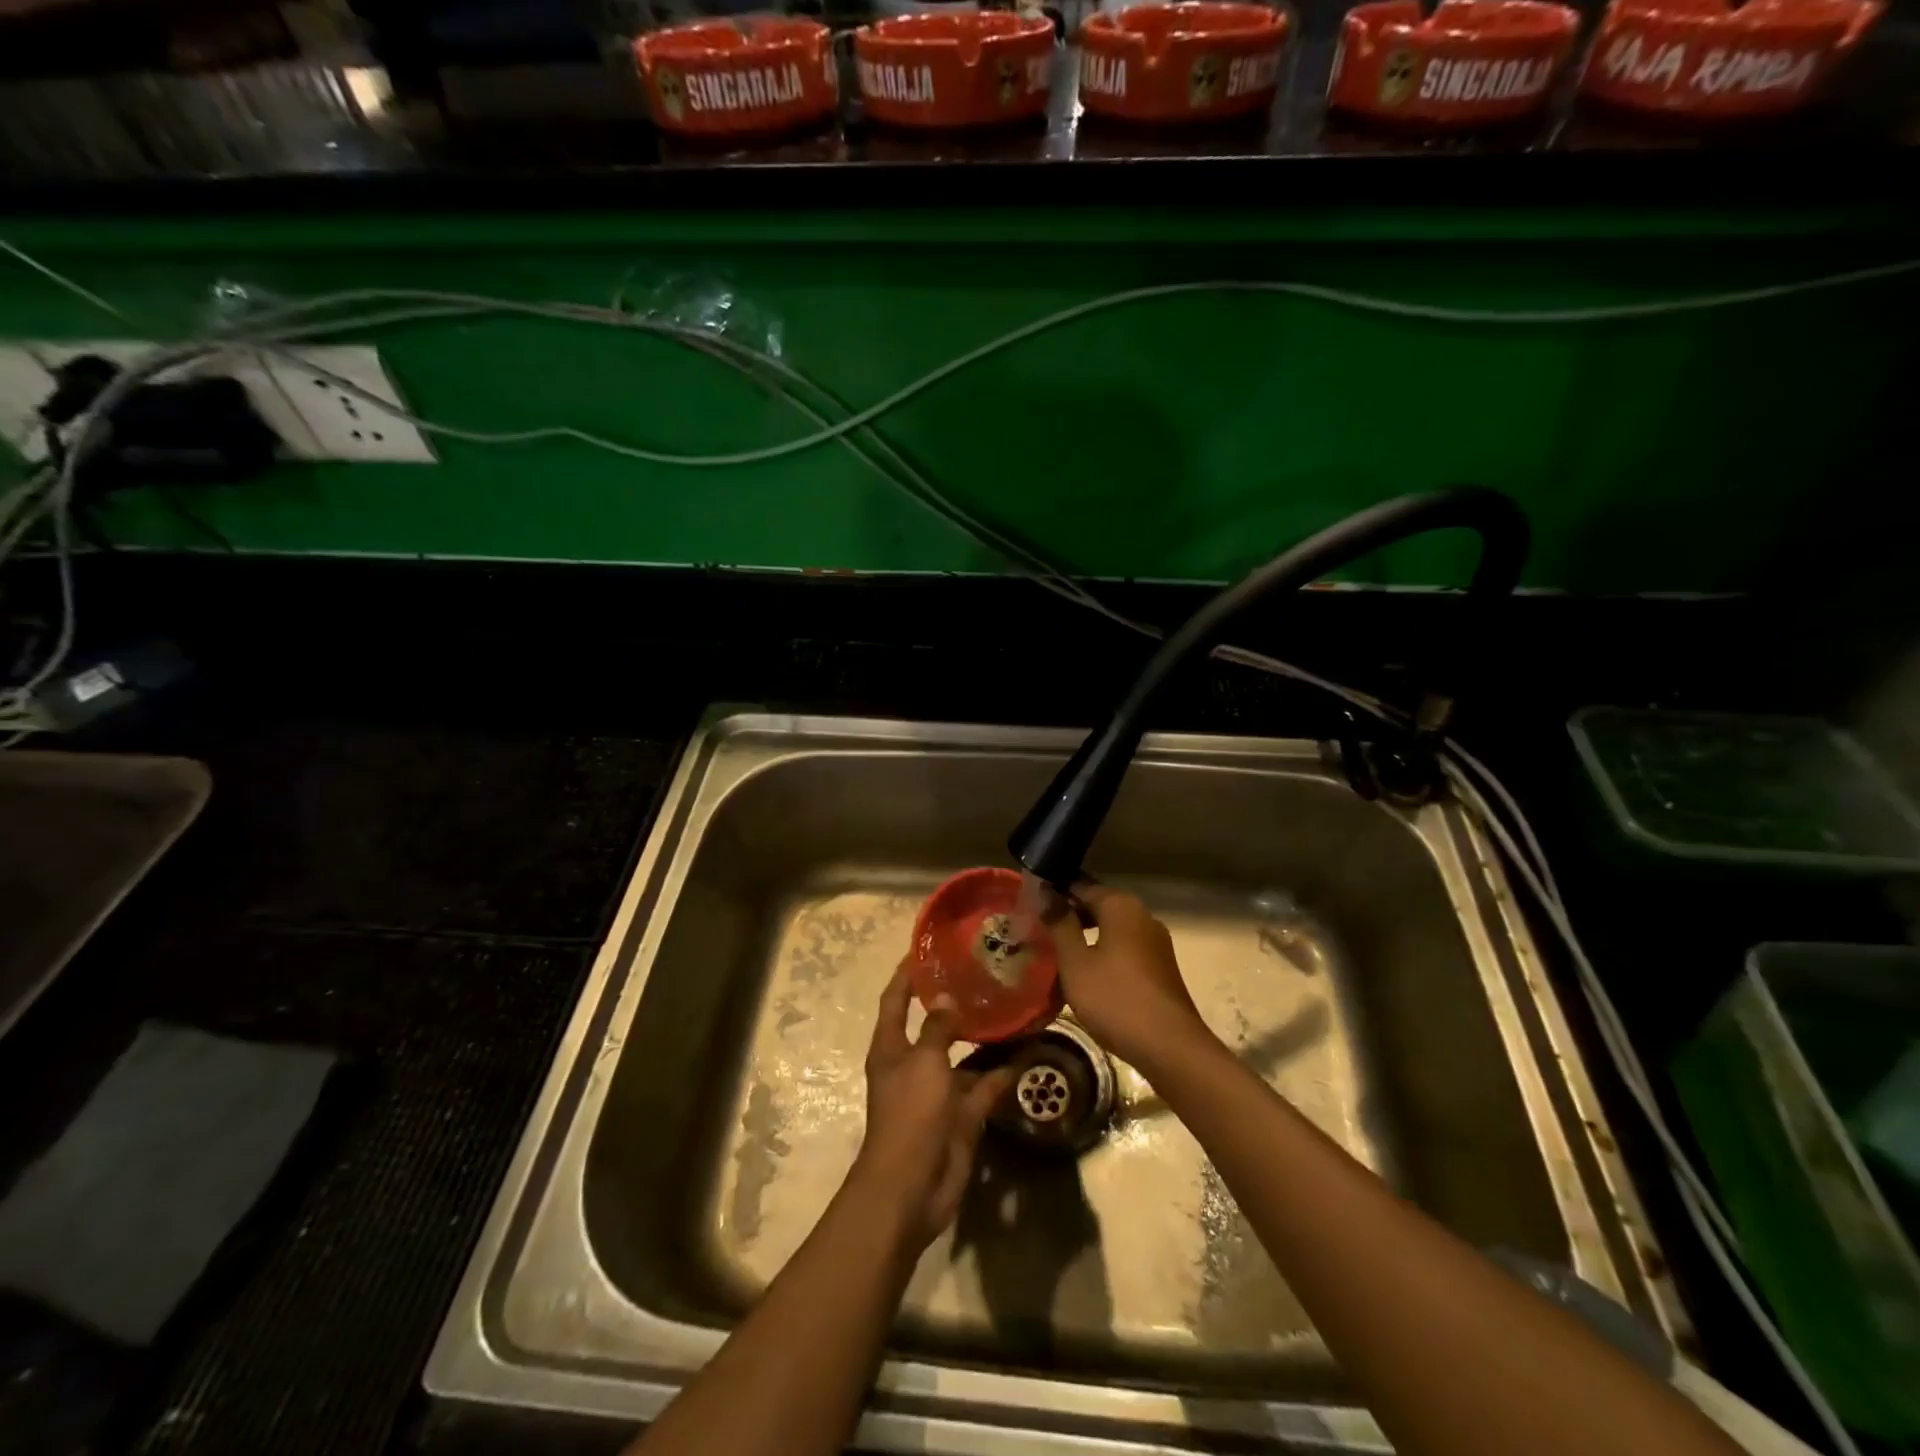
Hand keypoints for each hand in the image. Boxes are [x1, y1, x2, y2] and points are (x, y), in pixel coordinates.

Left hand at [850, 963, 1015, 1249]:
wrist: (912, 1187)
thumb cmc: (909, 1114)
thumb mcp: (924, 1062)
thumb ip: (938, 1028)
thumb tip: (945, 997)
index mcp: (891, 1047)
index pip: (896, 999)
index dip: (907, 974)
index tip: (926, 948)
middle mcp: (913, 1063)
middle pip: (932, 1025)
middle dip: (952, 1002)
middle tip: (982, 974)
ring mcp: (937, 1091)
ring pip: (962, 1056)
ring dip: (982, 1038)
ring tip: (1010, 1008)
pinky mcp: (960, 1116)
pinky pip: (983, 1088)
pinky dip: (1001, 1076)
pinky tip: (1026, 1055)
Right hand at [1046, 883, 1213, 1072]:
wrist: (1170, 1047)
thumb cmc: (1115, 999)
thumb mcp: (1076, 963)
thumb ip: (1060, 925)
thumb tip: (1047, 894)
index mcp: (1121, 906)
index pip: (1080, 884)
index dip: (1054, 891)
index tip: (1030, 902)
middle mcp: (1142, 915)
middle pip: (1098, 905)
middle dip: (1069, 914)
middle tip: (1038, 928)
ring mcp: (1155, 941)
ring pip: (1111, 928)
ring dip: (1085, 936)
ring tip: (1055, 951)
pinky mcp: (1160, 966)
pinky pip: (1124, 947)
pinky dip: (1103, 952)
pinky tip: (1084, 973)